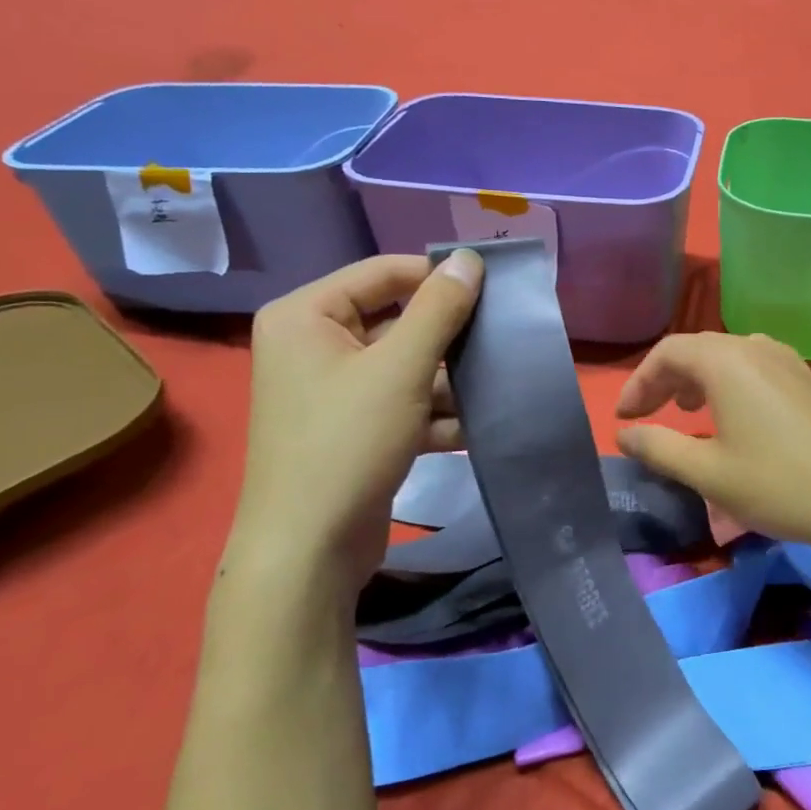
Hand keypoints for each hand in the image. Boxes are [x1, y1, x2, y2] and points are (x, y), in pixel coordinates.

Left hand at [227, 251, 483, 590]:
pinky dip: (438, 413)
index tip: (494, 287)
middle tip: (503, 333)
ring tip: (501, 380)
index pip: (383, 273)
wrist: (309, 552)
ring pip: (407, 366)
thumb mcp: (400, 368)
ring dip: (451, 378)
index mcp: (307, 316)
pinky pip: (404, 403)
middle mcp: (315, 346)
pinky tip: (480, 423)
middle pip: (398, 321)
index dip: (438, 276)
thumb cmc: (346, 443)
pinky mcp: (356, 429)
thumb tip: (469, 257)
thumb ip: (439, 309)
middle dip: (450, 334)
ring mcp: (335, 391)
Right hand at [614, 332, 810, 550]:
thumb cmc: (777, 483)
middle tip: (645, 415)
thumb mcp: (708, 472)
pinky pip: (753, 366)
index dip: (639, 382)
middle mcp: (755, 347)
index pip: (668, 353)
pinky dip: (727, 383)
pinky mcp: (805, 378)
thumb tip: (626, 434)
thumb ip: (659, 448)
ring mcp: (786, 360)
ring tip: (684, 411)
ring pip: (727, 356)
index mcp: (726, 361)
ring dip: (697, 379)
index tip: (624, 417)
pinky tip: (730, 415)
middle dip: (664, 380)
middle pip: (696, 349)